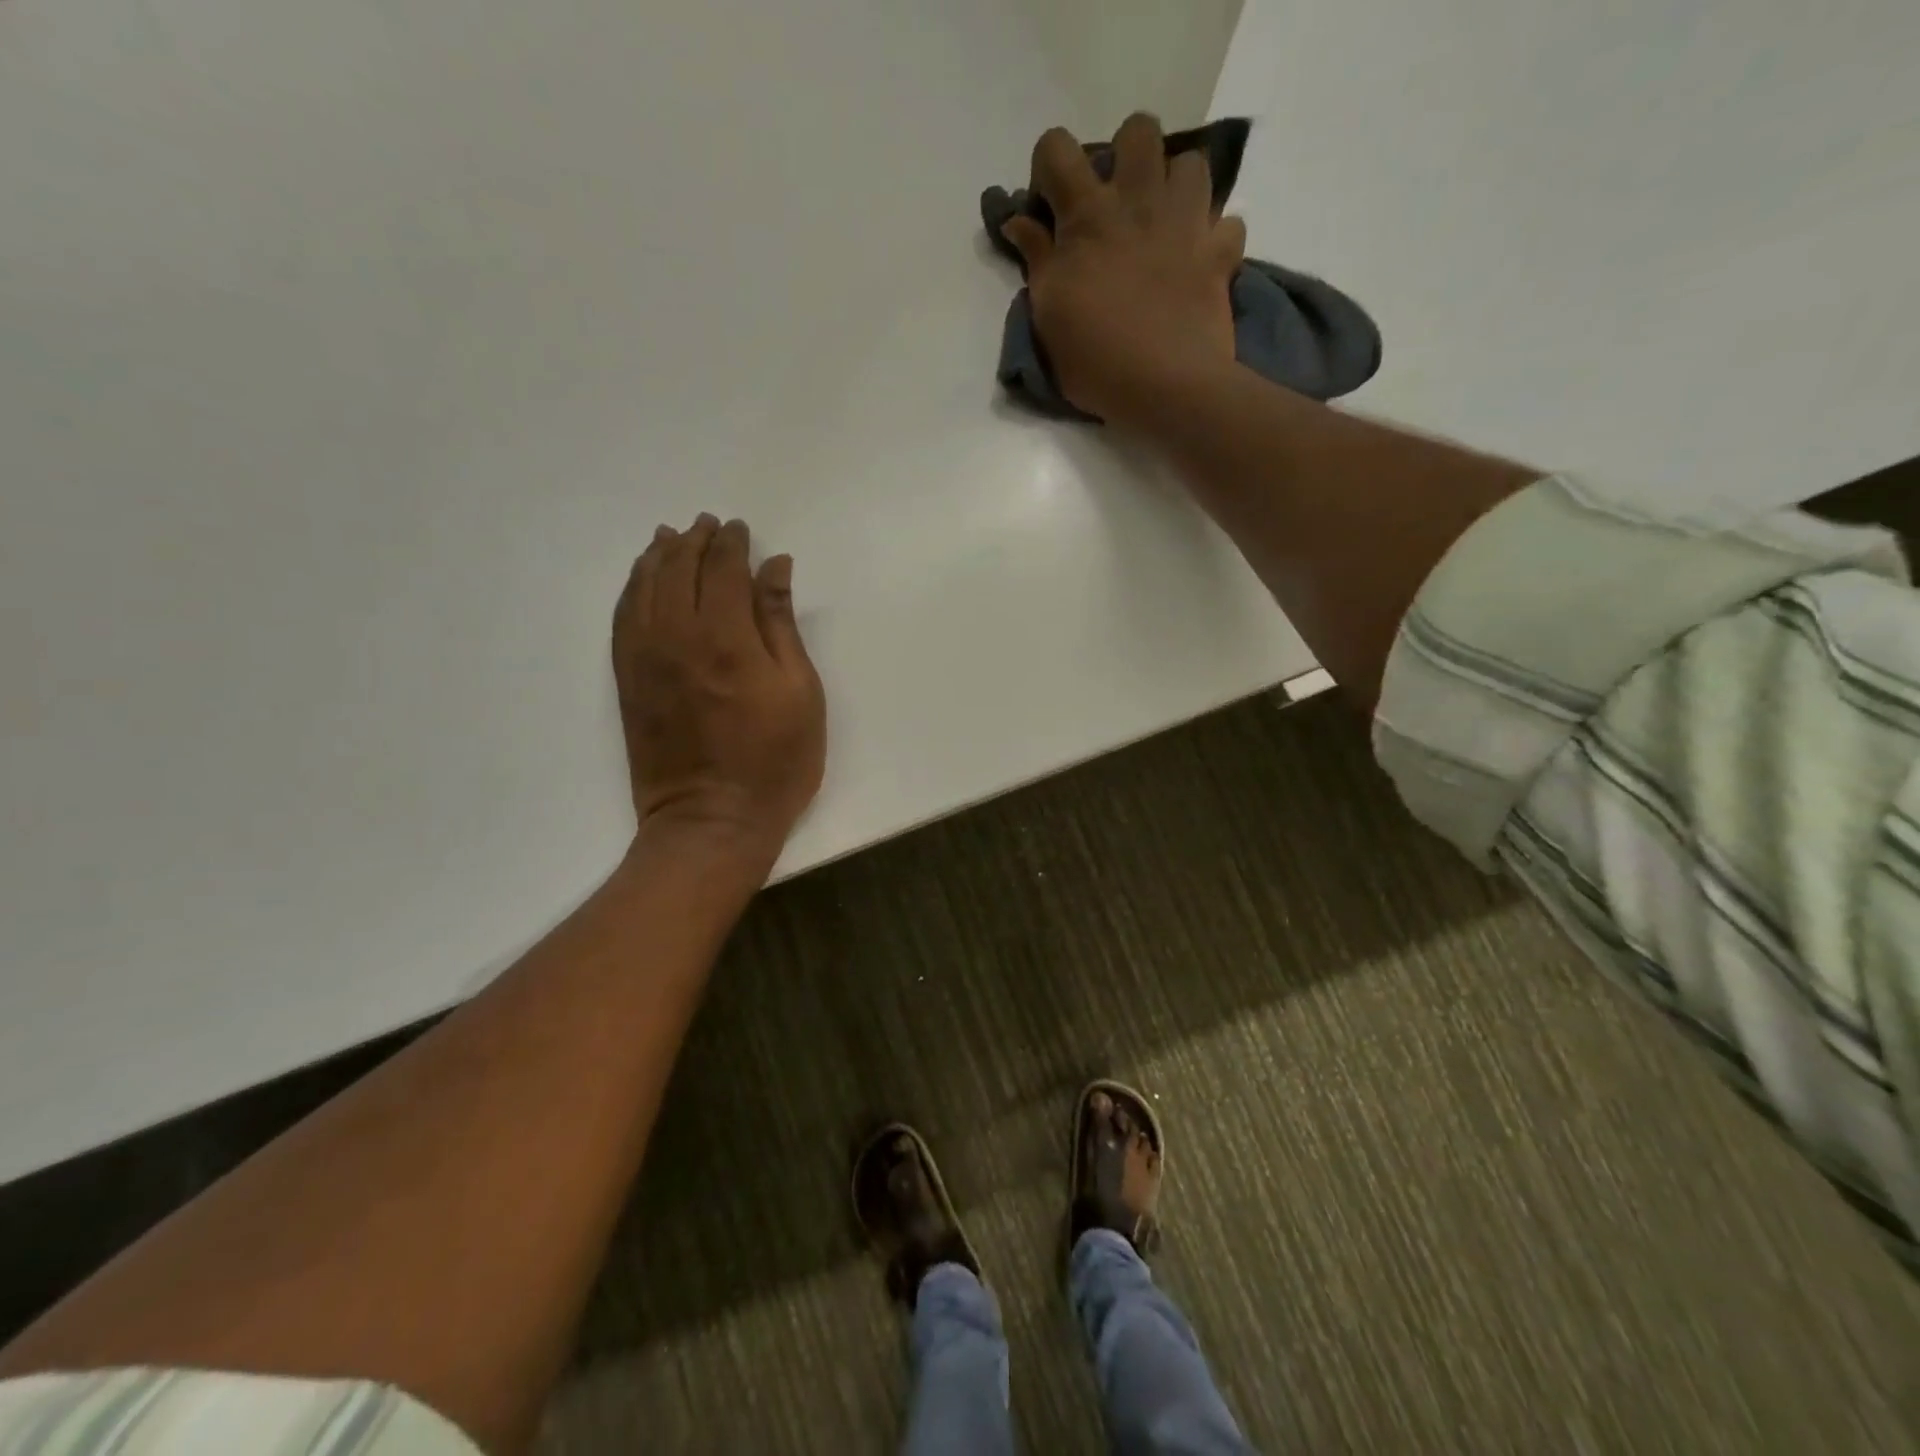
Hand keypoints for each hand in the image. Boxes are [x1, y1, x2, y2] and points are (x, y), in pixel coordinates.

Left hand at [612, 514, 825, 865]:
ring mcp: (643, 658)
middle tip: (708, 525)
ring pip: (643, 588)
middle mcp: (675, 635)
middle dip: (694, 541)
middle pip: (678, 569)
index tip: (741, 529)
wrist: (711, 821)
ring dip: (657, 557)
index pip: (722, 569)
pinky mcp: (627, 680)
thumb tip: (774, 567)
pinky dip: (632, 589)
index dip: (732, 544)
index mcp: (724, 636)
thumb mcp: (800, 692)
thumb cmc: (774, 761)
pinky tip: (642, 581)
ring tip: (670, 538)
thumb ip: (781, 624)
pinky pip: (622, 618)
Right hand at [1000, 114, 1245, 425]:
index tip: (1050, 204)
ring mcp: (1187, 223)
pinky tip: (1199, 259)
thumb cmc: (1096, 359)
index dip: (1049, 166)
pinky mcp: (1220, 254)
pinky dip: (1214, 237)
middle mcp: (1140, 201)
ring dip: (1176, 186)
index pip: (1057, 149)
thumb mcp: (1048, 316)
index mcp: (1088, 216)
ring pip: (1192, 163)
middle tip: (1117, 203)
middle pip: (1139, 130)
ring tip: (1163, 224)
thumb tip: (1019, 220)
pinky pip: (1227, 223)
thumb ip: (1036, 260)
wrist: (1167, 388)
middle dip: (1125, 155)